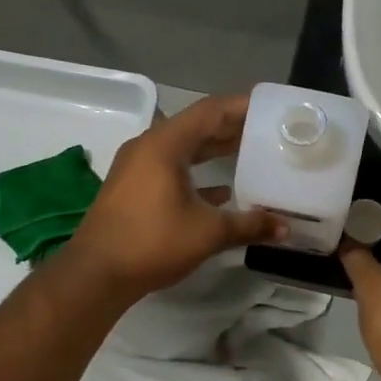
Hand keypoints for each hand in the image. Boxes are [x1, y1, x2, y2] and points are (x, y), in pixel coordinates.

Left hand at [64, 93, 281, 298]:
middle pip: (197, 126)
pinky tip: (223, 192)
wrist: (95, 274)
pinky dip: (198, 174)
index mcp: (165, 144)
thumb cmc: (152, 242)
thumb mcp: (207, 233)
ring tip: (252, 154)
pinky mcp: (134, 188)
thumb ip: (248, 225)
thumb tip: (285, 228)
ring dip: (215, 151)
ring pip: (184, 149)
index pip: (211, 111)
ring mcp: (138, 168)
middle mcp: (149, 147)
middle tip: (268, 130)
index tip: (271, 108)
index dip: (242, 106)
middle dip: (232, 128)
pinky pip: (172, 169)